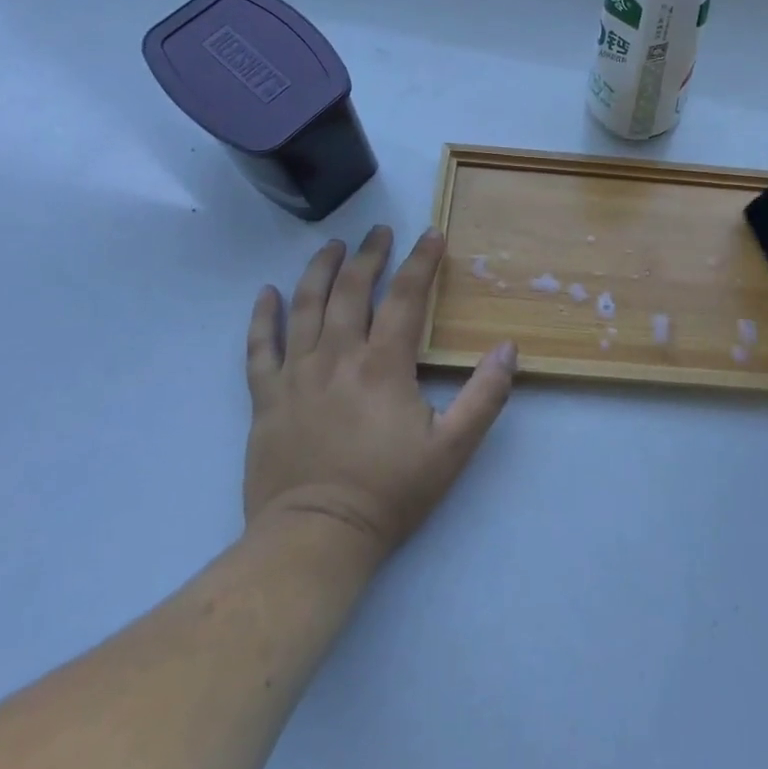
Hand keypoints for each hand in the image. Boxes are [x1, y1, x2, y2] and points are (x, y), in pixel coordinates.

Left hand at [243, 226, 517, 563]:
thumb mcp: (453, 448)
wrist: (316, 537)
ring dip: (319, 270)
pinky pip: (259, 347)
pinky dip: (263, 316)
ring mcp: (295, 375)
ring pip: (304, 306)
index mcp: (383, 365)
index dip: (421, 261)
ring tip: (332, 245)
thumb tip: (508, 348)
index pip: (405, 297)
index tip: (432, 235)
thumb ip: (485, 396)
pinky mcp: (266, 398)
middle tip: (379, 231)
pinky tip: (267, 294)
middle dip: (369, 254)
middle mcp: (337, 357)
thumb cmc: (389, 491)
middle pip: (351, 290)